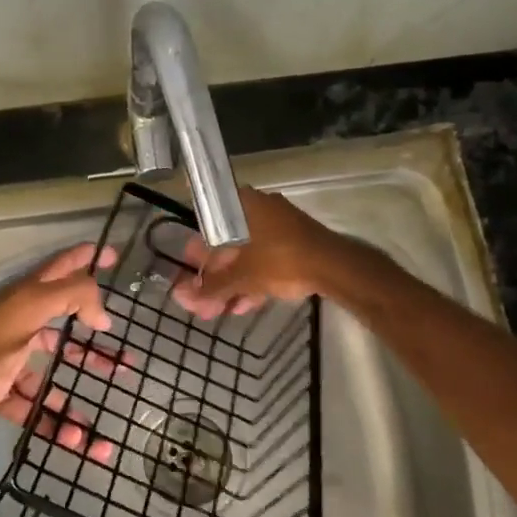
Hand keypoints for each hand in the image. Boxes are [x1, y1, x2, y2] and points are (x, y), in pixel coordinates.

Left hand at [0, 243, 122, 457]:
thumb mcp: (27, 312)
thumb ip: (68, 297)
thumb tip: (102, 312)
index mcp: (23, 300)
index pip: (60, 270)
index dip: (85, 259)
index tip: (112, 257)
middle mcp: (18, 326)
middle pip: (62, 331)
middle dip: (92, 344)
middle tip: (124, 358)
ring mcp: (8, 362)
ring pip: (50, 376)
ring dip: (76, 394)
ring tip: (104, 412)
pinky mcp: (0, 394)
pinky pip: (34, 408)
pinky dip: (55, 423)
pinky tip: (77, 439)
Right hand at [172, 188, 345, 318]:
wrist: (334, 267)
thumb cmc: (281, 260)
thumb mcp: (242, 276)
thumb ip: (212, 286)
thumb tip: (182, 297)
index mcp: (242, 205)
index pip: (208, 228)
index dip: (197, 257)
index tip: (190, 278)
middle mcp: (258, 209)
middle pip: (228, 246)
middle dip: (215, 279)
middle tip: (204, 303)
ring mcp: (279, 226)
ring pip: (247, 256)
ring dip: (233, 284)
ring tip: (220, 311)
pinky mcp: (294, 244)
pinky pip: (265, 260)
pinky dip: (253, 280)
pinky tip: (243, 306)